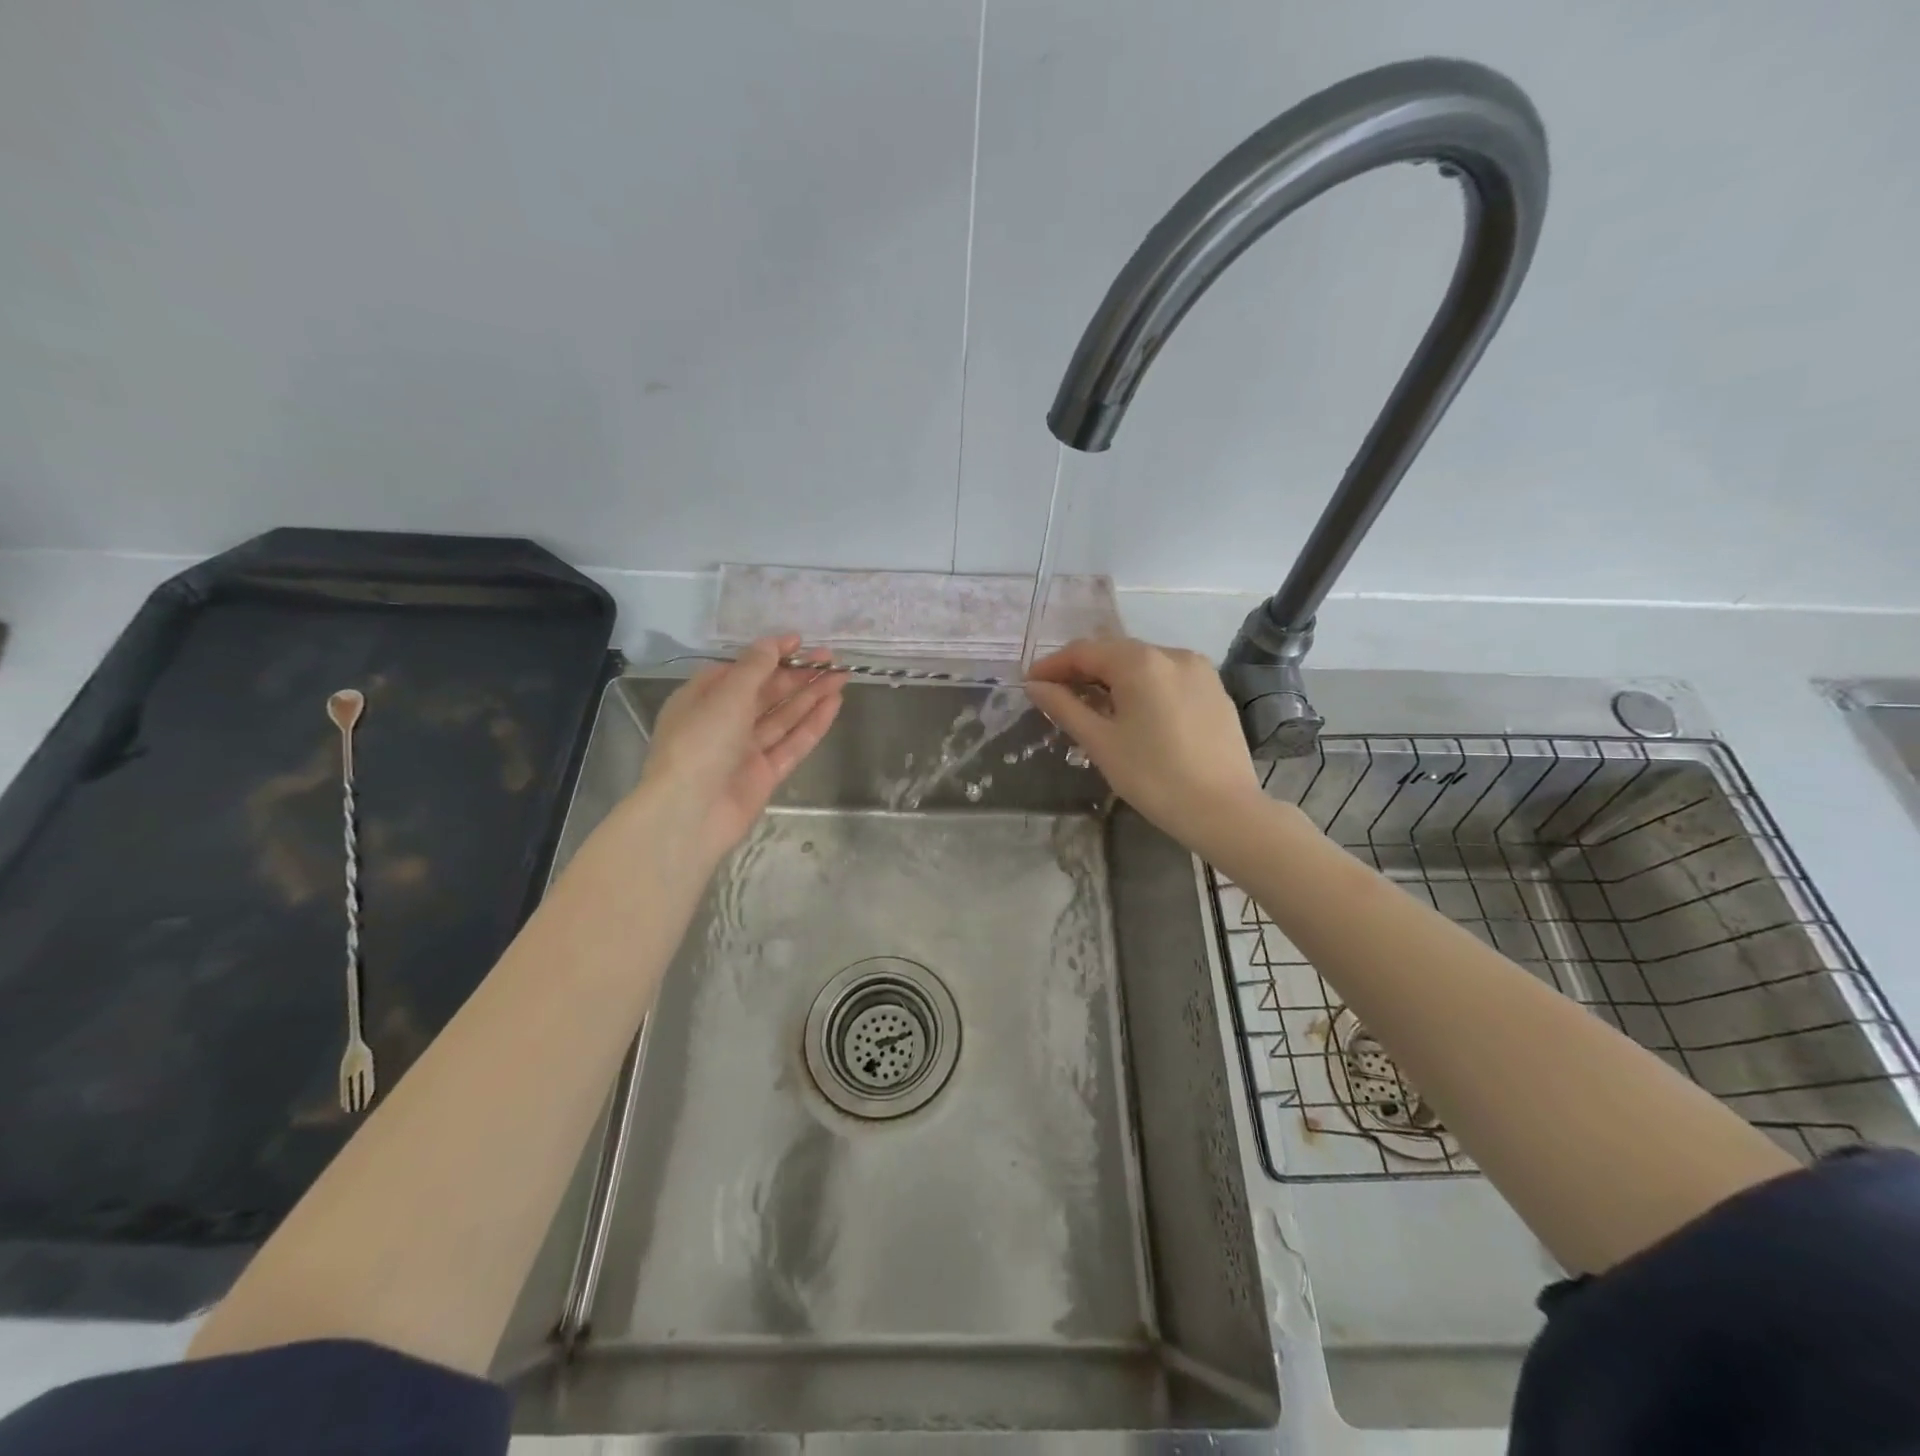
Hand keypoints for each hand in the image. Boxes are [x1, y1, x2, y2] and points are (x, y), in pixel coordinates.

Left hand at [636, 635, 843, 864]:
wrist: (690, 814)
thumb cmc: (700, 743)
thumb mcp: (726, 695)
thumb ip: (755, 667)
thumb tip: (774, 643)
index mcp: (702, 699)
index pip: (740, 670)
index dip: (770, 655)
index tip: (801, 642)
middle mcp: (722, 722)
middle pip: (766, 693)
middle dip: (798, 675)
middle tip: (832, 659)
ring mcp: (745, 750)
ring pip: (783, 717)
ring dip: (810, 696)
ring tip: (841, 677)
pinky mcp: (764, 775)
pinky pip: (792, 744)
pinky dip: (812, 724)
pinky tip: (833, 705)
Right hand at [1026, 637, 1263, 856]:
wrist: (1224, 810)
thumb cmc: (1153, 777)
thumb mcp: (1100, 742)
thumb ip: (1064, 707)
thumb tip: (1034, 686)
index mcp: (1140, 662)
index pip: (1084, 651)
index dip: (1053, 665)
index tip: (1030, 683)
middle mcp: (1171, 654)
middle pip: (1115, 652)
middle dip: (1082, 670)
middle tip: (1056, 695)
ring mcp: (1199, 670)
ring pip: (1143, 663)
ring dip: (1112, 678)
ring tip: (1093, 706)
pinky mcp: (1215, 690)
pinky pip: (1168, 677)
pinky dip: (1143, 687)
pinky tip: (1134, 713)